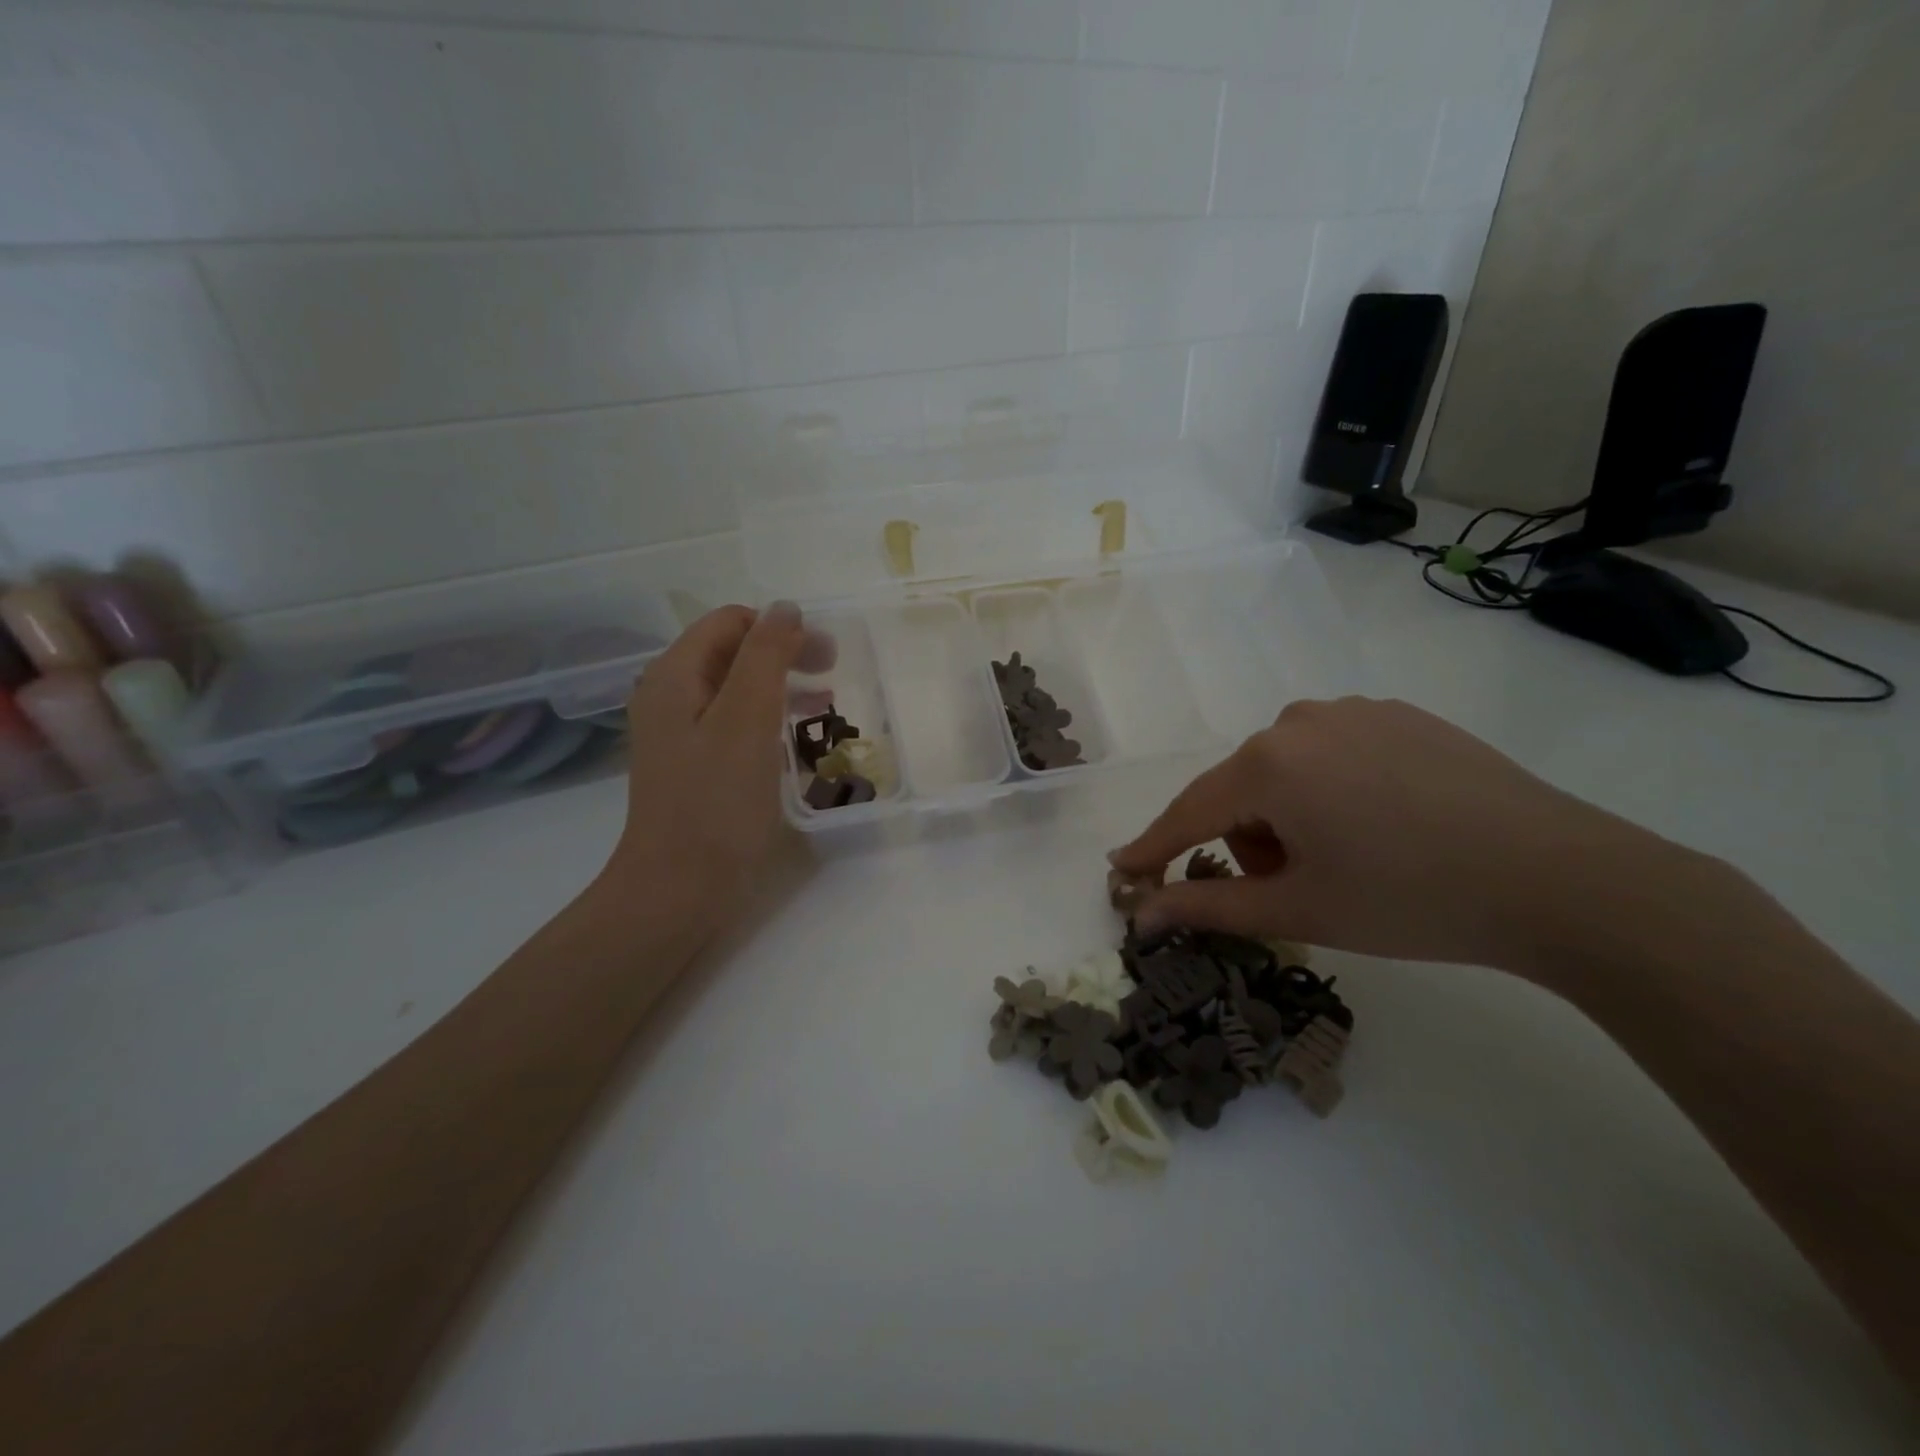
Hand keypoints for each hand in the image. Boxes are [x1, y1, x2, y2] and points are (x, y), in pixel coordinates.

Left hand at [602, 602, 829, 926]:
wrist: (678, 890)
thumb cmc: (716, 802)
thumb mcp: (747, 719)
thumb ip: (766, 656)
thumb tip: (786, 608)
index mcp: (675, 676)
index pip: (730, 622)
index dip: (780, 629)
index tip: (826, 657)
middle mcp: (671, 697)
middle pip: (733, 653)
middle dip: (785, 656)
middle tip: (832, 676)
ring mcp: (680, 735)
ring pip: (737, 691)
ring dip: (782, 689)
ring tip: (825, 707)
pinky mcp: (695, 768)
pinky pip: (735, 726)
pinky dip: (769, 723)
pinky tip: (797, 744)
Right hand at [1110, 696, 1673, 971]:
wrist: (1561, 878)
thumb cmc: (1410, 900)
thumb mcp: (1299, 909)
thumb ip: (1208, 907)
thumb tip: (1141, 914)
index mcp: (1268, 762)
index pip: (1189, 811)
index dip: (1153, 847)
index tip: (1121, 871)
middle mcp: (1299, 720)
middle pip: (1240, 790)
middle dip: (1249, 842)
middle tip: (1299, 888)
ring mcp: (1353, 710)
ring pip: (1284, 770)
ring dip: (1289, 816)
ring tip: (1348, 856)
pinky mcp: (1398, 715)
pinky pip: (1332, 753)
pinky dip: (1331, 791)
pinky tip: (1385, 822)